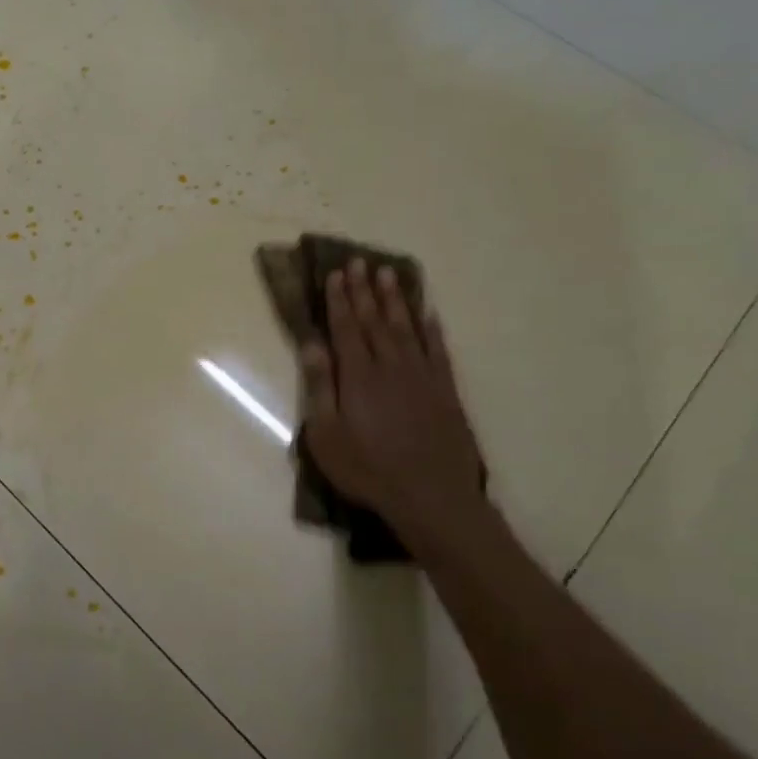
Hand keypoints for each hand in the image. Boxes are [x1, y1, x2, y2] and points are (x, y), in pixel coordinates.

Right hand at [300, 261, 487, 548]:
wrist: (431, 496)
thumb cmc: (368, 469)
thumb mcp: (327, 435)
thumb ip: (320, 387)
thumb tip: (312, 344)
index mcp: (358, 376)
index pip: (346, 328)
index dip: (339, 300)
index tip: (336, 274)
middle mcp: (390, 367)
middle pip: (375, 321)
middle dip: (364, 290)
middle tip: (359, 262)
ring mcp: (422, 377)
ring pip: (406, 328)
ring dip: (395, 300)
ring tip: (389, 274)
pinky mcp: (446, 391)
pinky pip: (438, 350)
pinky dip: (432, 329)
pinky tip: (428, 314)